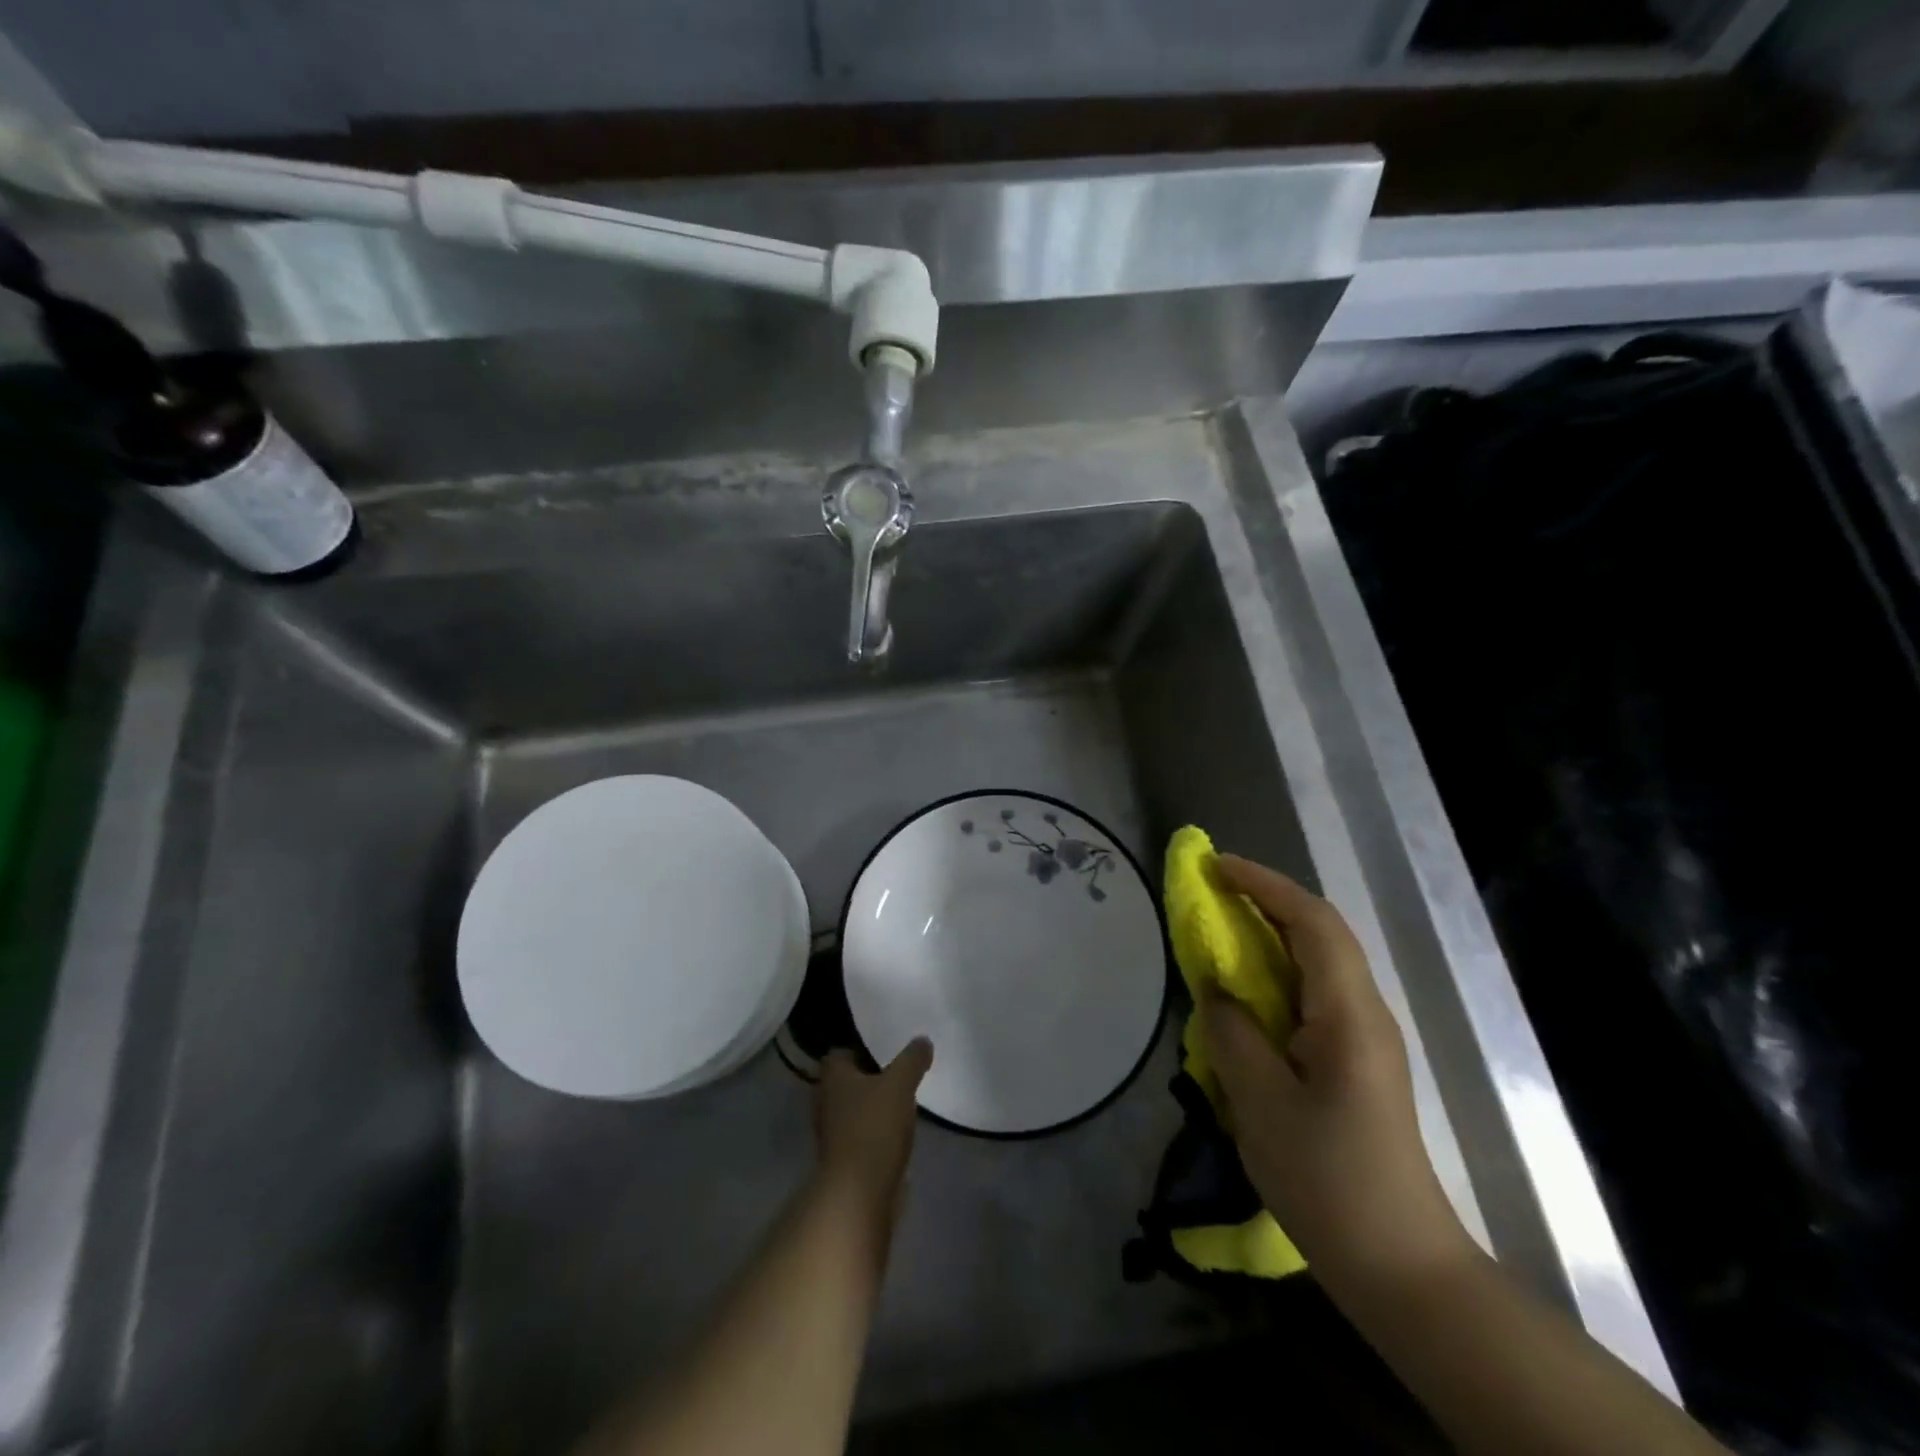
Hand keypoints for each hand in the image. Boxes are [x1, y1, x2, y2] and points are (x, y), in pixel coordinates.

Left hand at [813, 1039, 931, 1216]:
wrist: (859, 1195)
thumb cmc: (873, 1128)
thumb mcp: (900, 1084)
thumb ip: (912, 1060)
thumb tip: (922, 1040)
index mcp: (832, 1077)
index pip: (839, 1053)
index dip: (860, 1048)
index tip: (885, 1049)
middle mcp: (826, 1102)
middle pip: (847, 1082)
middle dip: (870, 1078)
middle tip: (899, 1072)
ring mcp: (832, 1134)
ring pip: (854, 1110)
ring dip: (873, 1107)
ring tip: (903, 1101)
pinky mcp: (844, 1161)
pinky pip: (861, 1135)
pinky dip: (876, 1132)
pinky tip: (898, 1132)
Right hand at [1201, 855, 1472, 1291]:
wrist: (1400, 1264)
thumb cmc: (1328, 1181)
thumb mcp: (1261, 1104)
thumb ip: (1232, 1032)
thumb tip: (1215, 989)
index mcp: (1349, 1015)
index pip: (1313, 922)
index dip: (1264, 885)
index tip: (1215, 867)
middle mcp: (1366, 1013)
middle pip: (1321, 931)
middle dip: (1267, 899)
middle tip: (1212, 889)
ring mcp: (1367, 1036)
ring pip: (1321, 959)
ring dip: (1273, 931)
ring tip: (1223, 925)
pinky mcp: (1358, 1059)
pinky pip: (1316, 991)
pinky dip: (1279, 968)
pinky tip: (1248, 986)